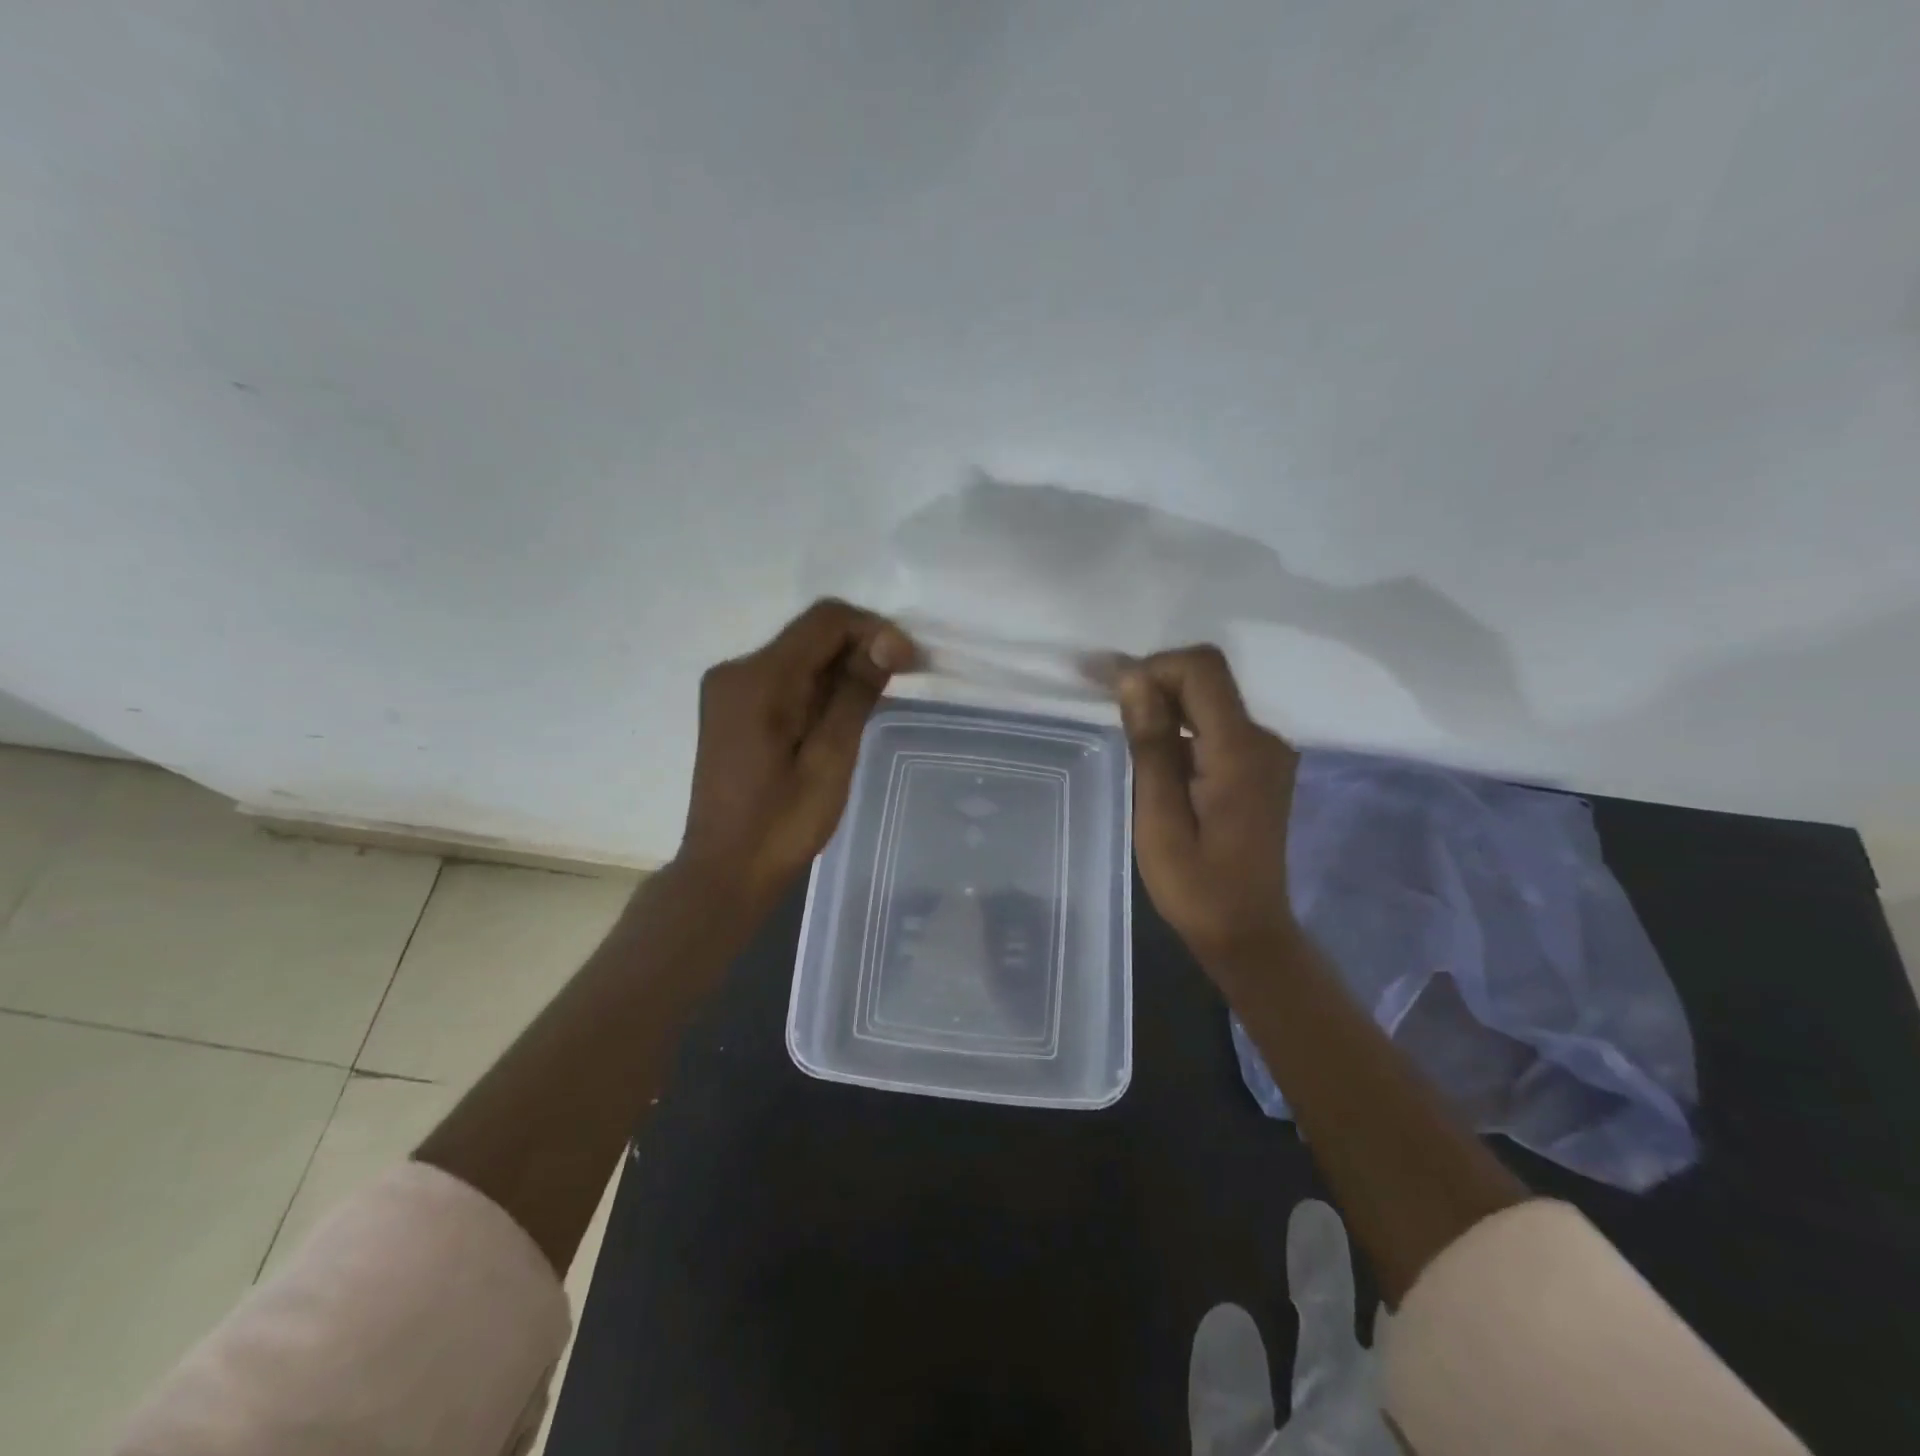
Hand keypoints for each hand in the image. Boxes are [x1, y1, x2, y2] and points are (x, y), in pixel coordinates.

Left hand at [675, 599, 915, 914]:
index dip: (873, 630)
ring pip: (799, 656)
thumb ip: (855, 694)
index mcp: (757, 679)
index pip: (824, 621)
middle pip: (810, 635)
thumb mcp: (830, 759)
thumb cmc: (781, 825)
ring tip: (876, 702)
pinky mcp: (732, 708)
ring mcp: (729, 689)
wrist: (726, 872)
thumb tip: (887, 641)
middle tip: (902, 680)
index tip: (910, 663)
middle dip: (860, 648)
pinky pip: (784, 679)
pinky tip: (840, 716)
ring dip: (841, 669)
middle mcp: (736, 671)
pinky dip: (818, 687)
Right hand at [1116, 645, 1300, 978]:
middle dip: (1153, 680)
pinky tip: (1152, 751)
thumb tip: (1133, 679)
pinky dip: (1181, 726)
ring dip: (1164, 704)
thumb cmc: (1195, 886)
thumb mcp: (1159, 818)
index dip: (1151, 666)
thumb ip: (1151, 745)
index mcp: (1239, 751)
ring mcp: (1265, 753)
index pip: (1201, 671)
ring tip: (1119, 725)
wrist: (1246, 932)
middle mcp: (1262, 740)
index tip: (1104, 685)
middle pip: (1206, 680)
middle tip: (1101, 698)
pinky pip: (1216, 726)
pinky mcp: (1259, 767)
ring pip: (1209, 701)